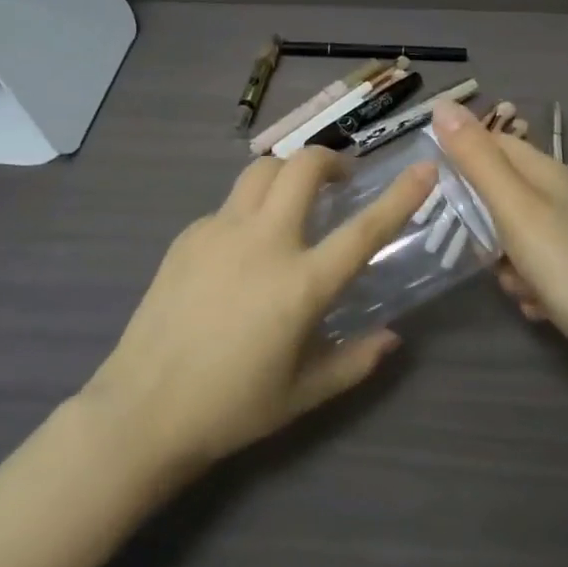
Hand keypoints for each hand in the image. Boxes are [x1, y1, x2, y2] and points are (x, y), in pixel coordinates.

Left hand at [81, 149, 434, 476]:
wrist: (144, 407)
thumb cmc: (231, 407)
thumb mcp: (304, 395)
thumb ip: (355, 362)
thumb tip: (392, 337)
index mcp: (300, 284)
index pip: (363, 230)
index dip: (400, 196)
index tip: (423, 168)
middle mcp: (263, 242)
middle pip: (302, 167)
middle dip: (330, 159)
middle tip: (340, 181)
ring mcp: (220, 231)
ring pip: (261, 172)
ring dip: (287, 174)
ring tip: (295, 200)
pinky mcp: (189, 234)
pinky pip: (229, 205)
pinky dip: (250, 209)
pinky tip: (244, 248)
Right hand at [431, 100, 567, 391]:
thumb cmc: (566, 264)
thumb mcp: (512, 206)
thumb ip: (476, 158)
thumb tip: (442, 104)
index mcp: (544, 172)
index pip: (490, 142)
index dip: (459, 155)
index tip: (429, 181)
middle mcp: (555, 197)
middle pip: (494, 192)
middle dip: (477, 221)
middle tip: (474, 242)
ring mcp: (563, 237)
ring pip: (505, 236)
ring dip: (500, 261)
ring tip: (514, 278)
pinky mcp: (567, 273)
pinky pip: (525, 269)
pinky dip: (522, 285)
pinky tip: (534, 302)